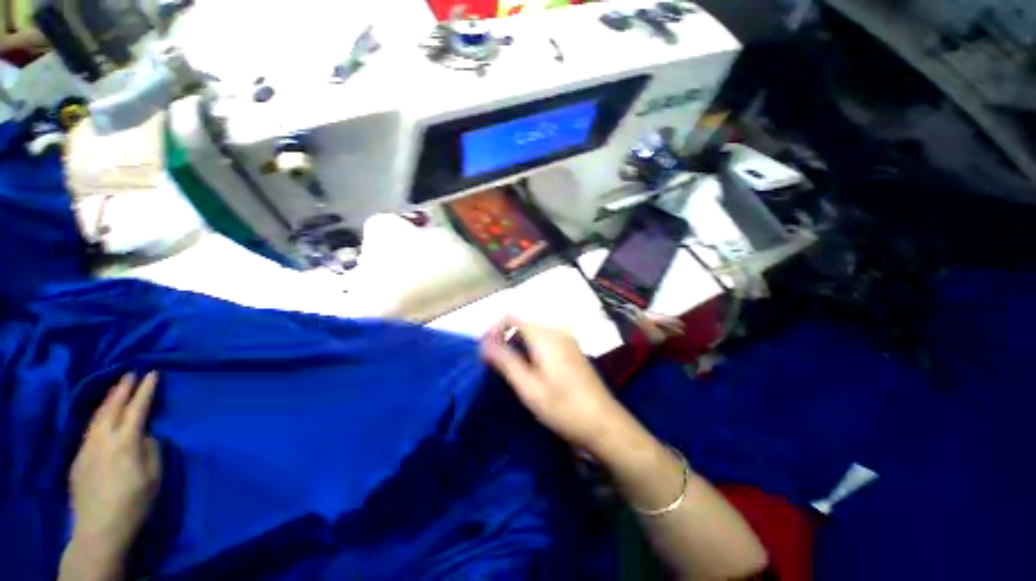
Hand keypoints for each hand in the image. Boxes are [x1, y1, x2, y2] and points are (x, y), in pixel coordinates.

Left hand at [68, 372, 162, 561]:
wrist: (100, 529)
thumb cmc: (135, 502)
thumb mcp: (154, 477)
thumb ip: (151, 451)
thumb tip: (146, 436)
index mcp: (126, 442)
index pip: (137, 409)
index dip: (145, 390)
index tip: (152, 373)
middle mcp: (103, 439)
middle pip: (112, 407)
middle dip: (122, 389)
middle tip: (130, 373)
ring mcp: (87, 448)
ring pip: (97, 417)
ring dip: (108, 400)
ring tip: (115, 389)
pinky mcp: (78, 459)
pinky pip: (89, 430)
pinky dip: (98, 417)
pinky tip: (101, 417)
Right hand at [480, 317, 632, 453]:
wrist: (604, 423)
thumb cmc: (563, 408)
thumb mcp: (529, 388)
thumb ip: (506, 362)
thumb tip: (484, 344)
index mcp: (545, 336)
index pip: (512, 317)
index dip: (495, 329)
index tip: (486, 350)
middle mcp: (557, 331)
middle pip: (523, 323)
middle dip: (506, 337)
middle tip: (495, 363)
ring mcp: (568, 340)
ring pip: (535, 332)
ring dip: (519, 344)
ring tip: (512, 368)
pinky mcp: (573, 350)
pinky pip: (547, 340)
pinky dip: (533, 348)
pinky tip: (533, 369)